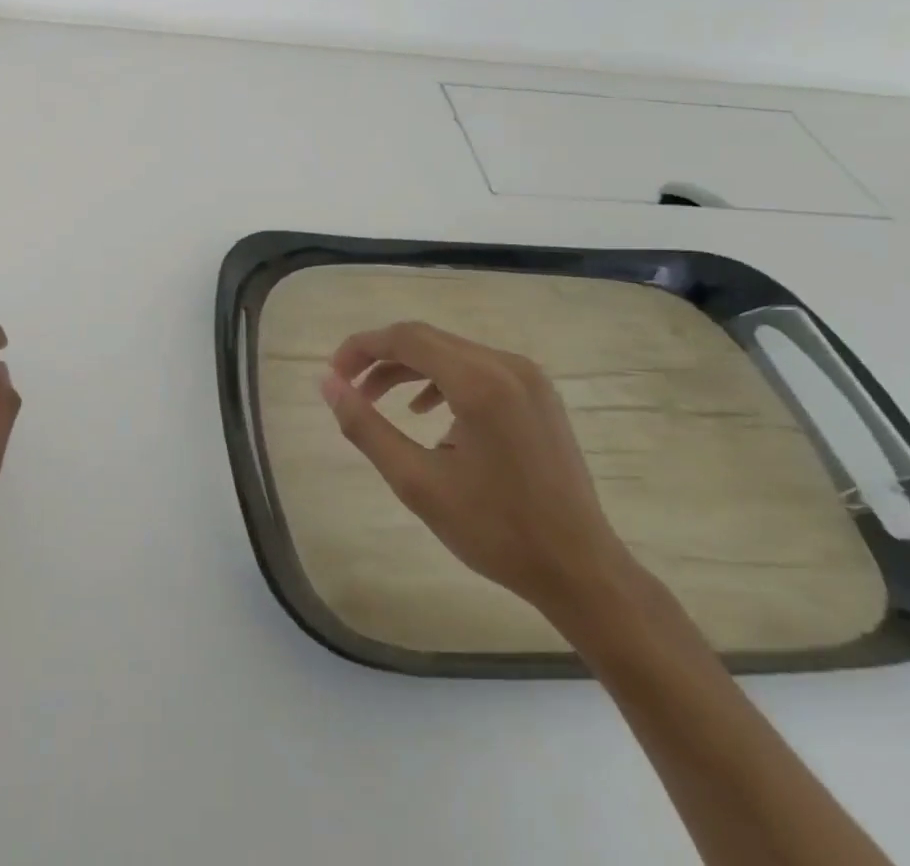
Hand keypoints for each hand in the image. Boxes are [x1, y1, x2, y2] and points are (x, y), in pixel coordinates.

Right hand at [321, 321, 635, 622]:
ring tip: (376, 401)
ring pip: (450, 352)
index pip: (405, 338)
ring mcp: (527, 377)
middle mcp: (506, 365)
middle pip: (426, 339)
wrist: (581, 570)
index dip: (361, 348)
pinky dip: (441, 380)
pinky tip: (425, 412)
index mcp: (480, 382)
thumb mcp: (417, 482)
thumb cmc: (496, 531)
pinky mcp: (537, 393)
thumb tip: (328, 385)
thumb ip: (366, 427)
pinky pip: (476, 368)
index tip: (334, 375)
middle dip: (381, 358)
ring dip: (408, 369)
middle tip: (349, 389)